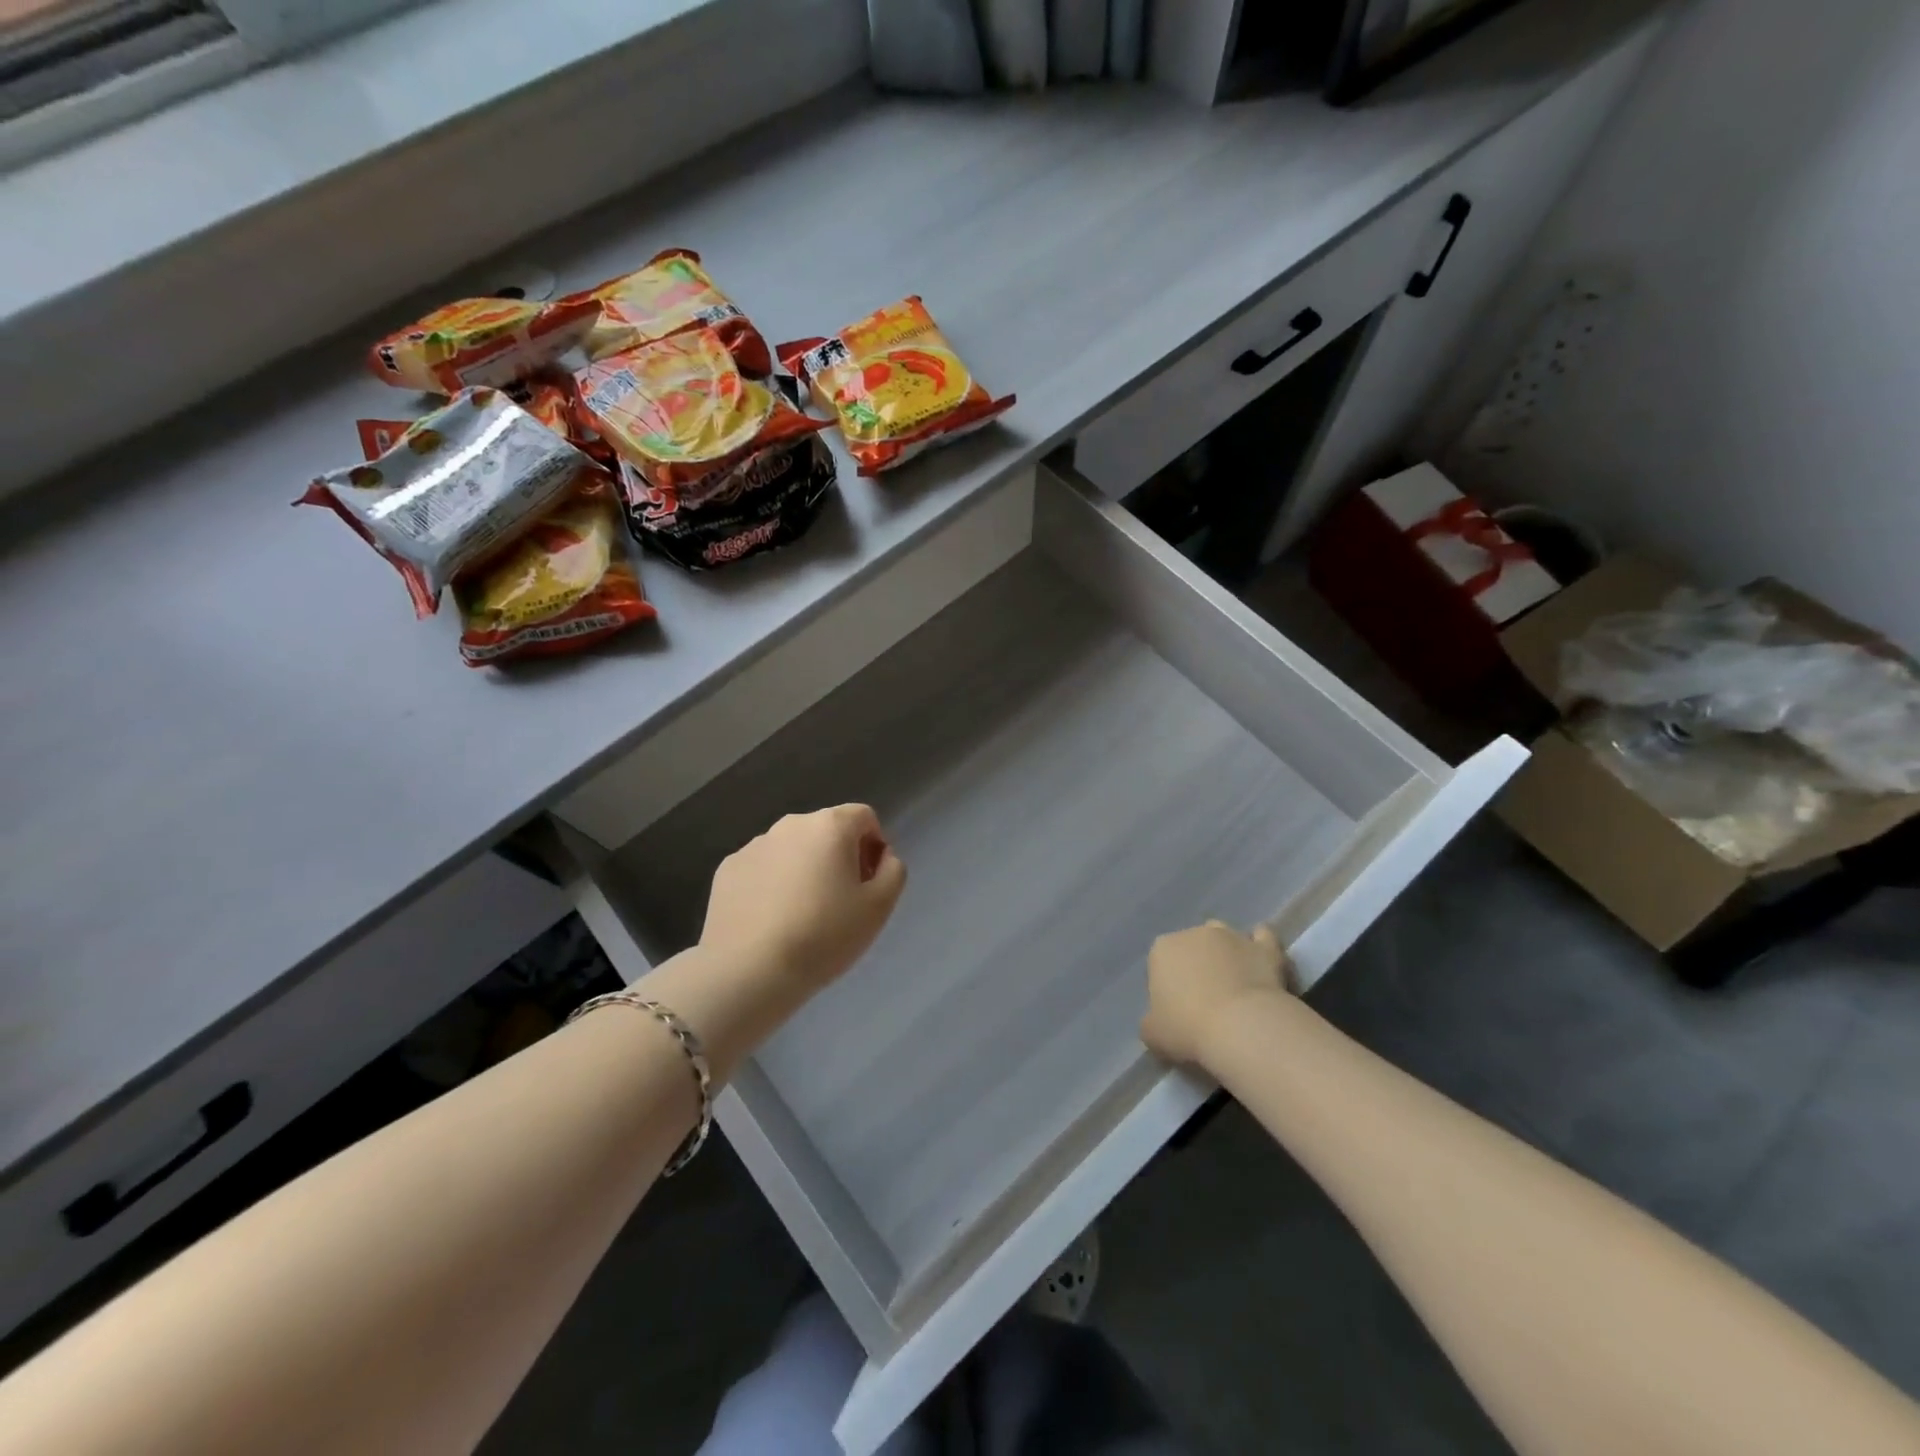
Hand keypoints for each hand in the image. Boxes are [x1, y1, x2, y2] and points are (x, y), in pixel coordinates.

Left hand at [699, 805, 907, 998]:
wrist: (749, 970)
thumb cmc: (824, 936)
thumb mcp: (879, 907)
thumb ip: (893, 871)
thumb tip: (882, 856)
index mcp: (830, 826)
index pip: (864, 817)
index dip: (873, 846)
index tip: (868, 884)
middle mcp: (790, 825)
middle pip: (826, 830)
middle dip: (838, 857)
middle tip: (839, 903)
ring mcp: (754, 845)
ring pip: (792, 849)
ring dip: (803, 870)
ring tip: (801, 916)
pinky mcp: (727, 869)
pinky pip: (762, 869)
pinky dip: (771, 885)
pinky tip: (771, 922)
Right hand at [1141, 920, 1290, 1068]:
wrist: (1242, 1028)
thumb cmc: (1188, 1028)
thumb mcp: (1153, 1034)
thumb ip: (1151, 1022)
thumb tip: (1159, 1023)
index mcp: (1162, 949)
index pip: (1161, 963)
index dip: (1168, 986)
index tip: (1177, 1011)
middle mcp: (1195, 933)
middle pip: (1193, 947)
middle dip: (1197, 966)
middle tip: (1206, 1001)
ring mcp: (1232, 937)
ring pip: (1225, 937)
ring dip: (1227, 953)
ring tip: (1234, 985)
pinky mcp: (1265, 948)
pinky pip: (1263, 938)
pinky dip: (1260, 945)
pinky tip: (1261, 960)